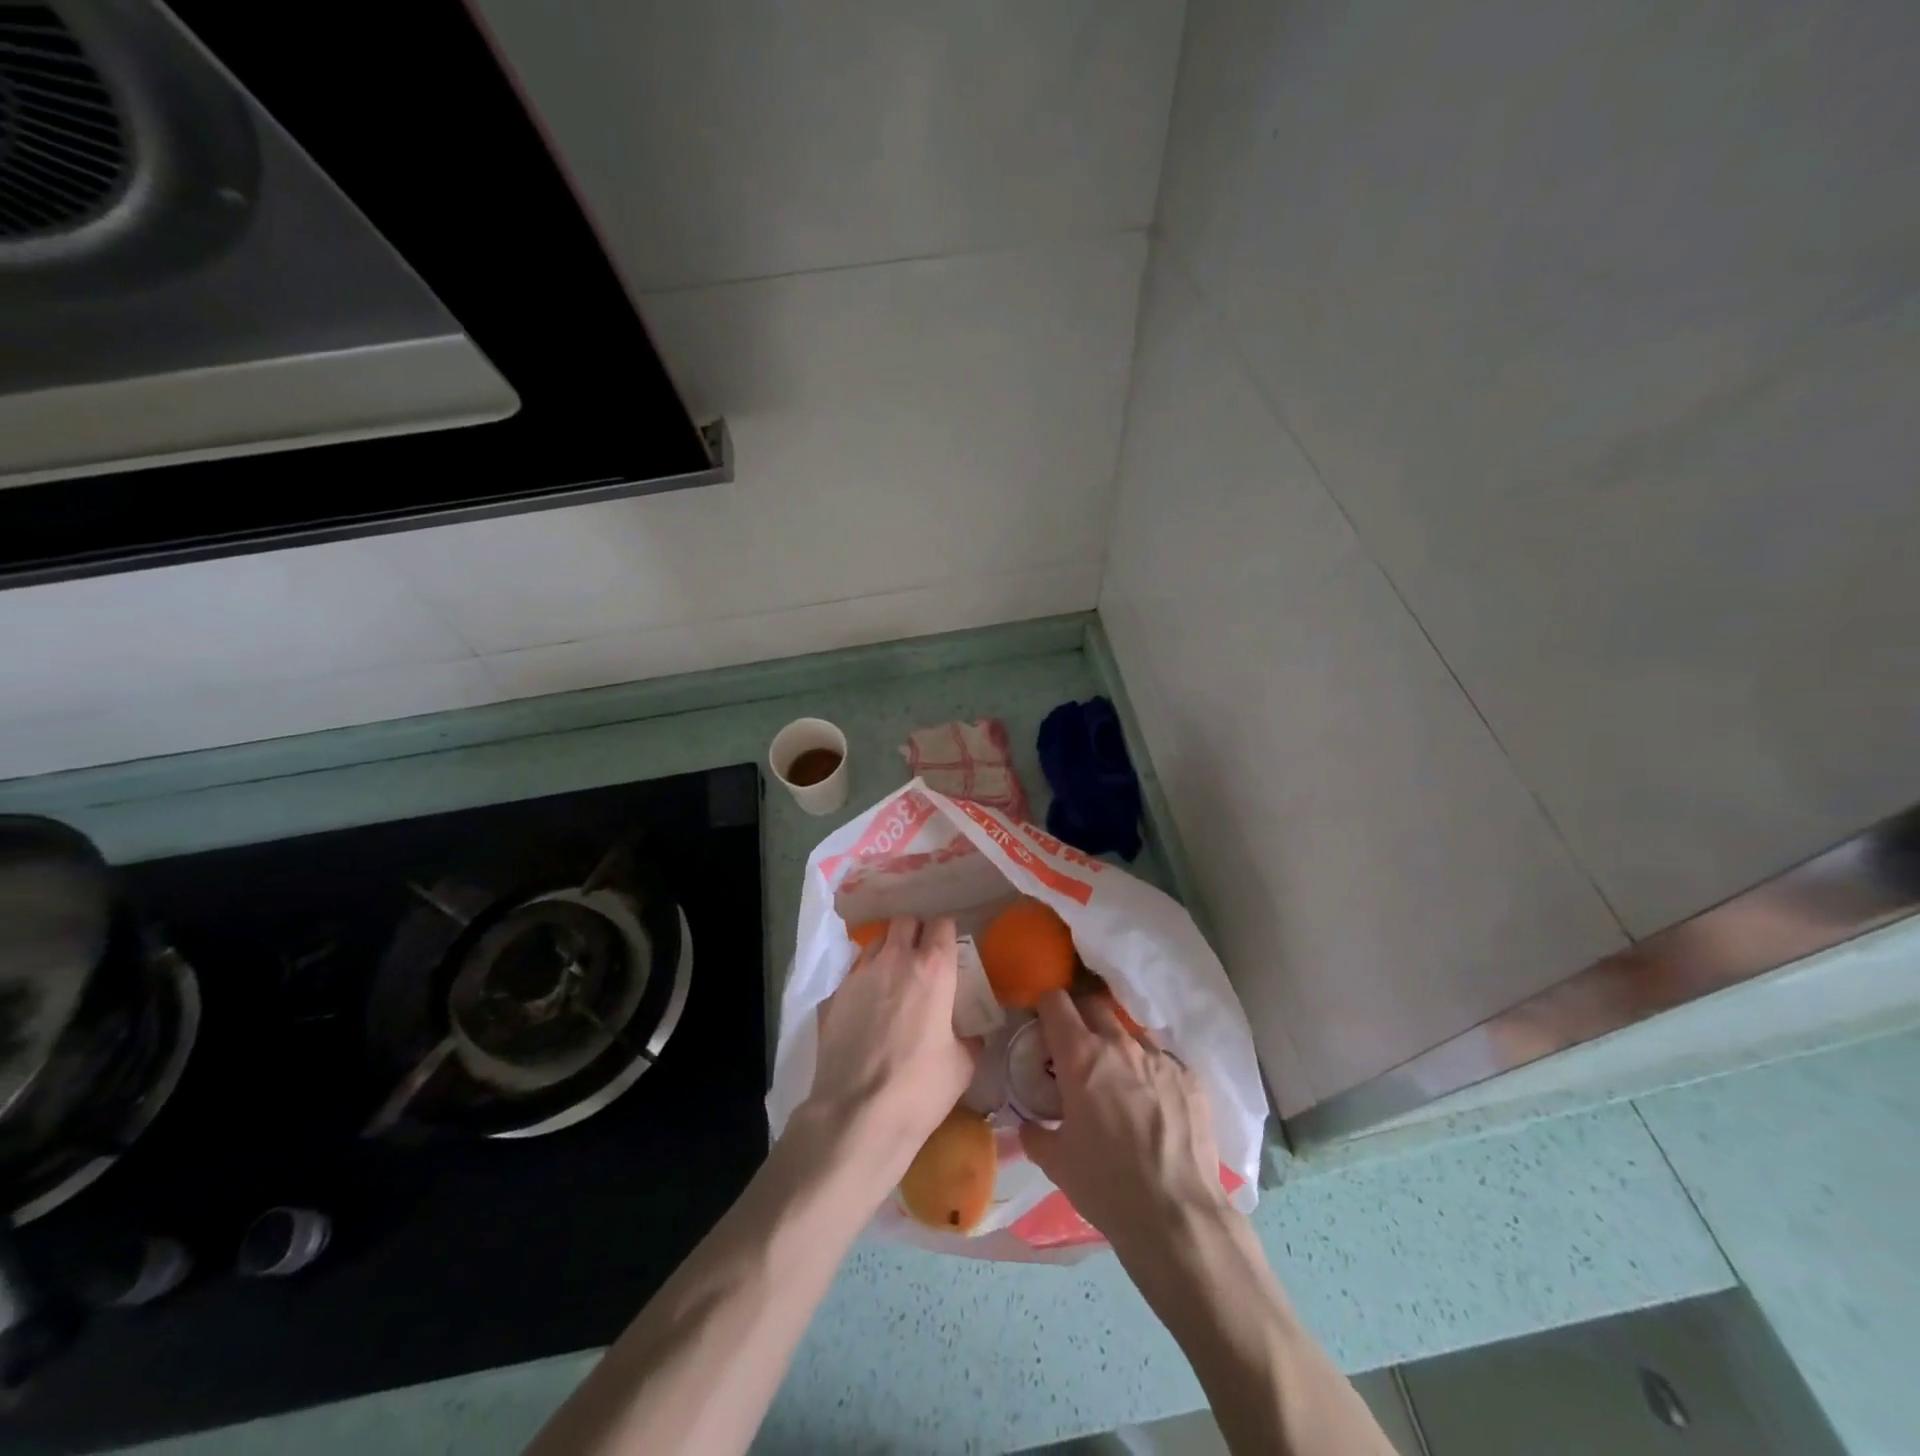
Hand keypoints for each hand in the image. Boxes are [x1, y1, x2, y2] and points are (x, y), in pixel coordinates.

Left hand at [798, 917, 977, 1184]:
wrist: (856, 1115)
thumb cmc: (919, 1089)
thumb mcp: (962, 1065)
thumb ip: (970, 1038)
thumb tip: (972, 1033)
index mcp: (933, 969)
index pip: (942, 924)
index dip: (947, 932)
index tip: (950, 947)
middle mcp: (895, 959)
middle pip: (905, 921)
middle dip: (916, 931)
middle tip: (923, 956)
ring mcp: (860, 973)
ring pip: (877, 941)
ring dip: (889, 949)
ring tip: (894, 975)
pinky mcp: (835, 993)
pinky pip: (855, 969)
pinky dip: (866, 976)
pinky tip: (870, 1002)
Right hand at [1019, 991, 1229, 1257]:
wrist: (1178, 1216)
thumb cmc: (1107, 1186)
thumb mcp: (1056, 1162)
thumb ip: (1035, 1133)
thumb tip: (1029, 1124)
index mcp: (1081, 1055)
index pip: (1055, 1002)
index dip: (1044, 1008)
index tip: (1041, 1026)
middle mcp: (1121, 1044)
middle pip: (1093, 1005)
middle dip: (1079, 1019)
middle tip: (1074, 1051)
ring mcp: (1160, 1057)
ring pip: (1129, 1032)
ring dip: (1116, 1046)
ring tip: (1116, 1080)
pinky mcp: (1190, 1076)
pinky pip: (1161, 1059)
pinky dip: (1148, 1071)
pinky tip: (1151, 1104)